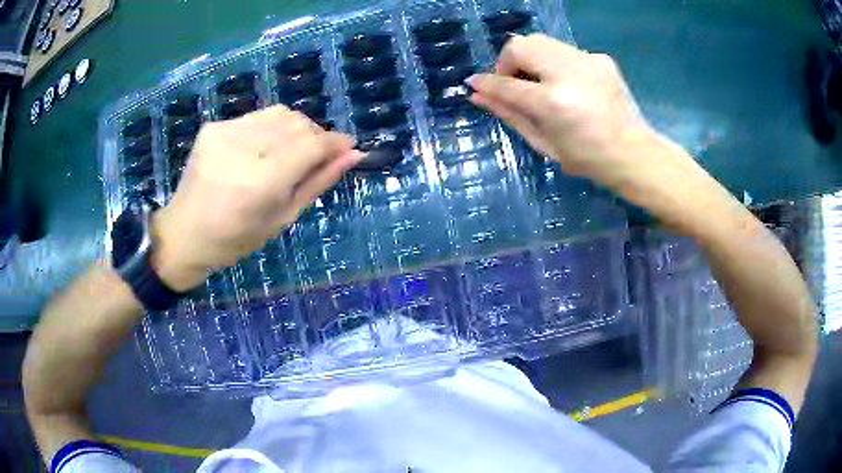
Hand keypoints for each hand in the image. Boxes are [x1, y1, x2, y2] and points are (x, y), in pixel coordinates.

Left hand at [150, 106, 362, 290]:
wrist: (184, 233)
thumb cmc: (236, 239)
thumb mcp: (282, 219)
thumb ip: (318, 182)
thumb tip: (353, 155)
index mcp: (260, 183)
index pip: (311, 145)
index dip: (335, 142)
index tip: (349, 147)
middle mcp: (242, 150)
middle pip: (298, 124)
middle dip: (316, 136)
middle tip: (317, 157)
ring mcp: (224, 133)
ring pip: (280, 114)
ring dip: (295, 129)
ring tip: (290, 152)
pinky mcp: (213, 127)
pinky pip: (257, 117)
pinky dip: (270, 129)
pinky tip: (262, 150)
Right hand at [468, 34, 684, 191]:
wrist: (635, 154)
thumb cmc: (588, 159)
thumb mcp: (544, 143)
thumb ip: (509, 114)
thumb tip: (478, 95)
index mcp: (554, 102)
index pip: (507, 84)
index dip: (486, 83)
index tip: (474, 83)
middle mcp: (569, 72)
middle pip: (520, 45)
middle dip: (509, 62)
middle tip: (515, 84)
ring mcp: (587, 60)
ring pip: (541, 41)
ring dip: (530, 59)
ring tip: (539, 83)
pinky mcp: (600, 58)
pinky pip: (564, 51)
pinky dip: (555, 63)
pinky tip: (568, 85)